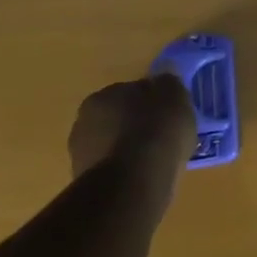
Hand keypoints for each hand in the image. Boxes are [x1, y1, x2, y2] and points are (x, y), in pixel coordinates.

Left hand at [69, 74, 196, 199]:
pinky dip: (127, 169)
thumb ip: (168, 83)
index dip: (154, 101)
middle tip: (164, 136)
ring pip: (114, 144)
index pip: (133, 91)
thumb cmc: (157, 130)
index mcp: (104, 94)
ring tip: (157, 159)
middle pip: (119, 117)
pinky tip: (146, 175)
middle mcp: (85, 119)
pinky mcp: (85, 181)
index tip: (171, 113)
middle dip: (138, 124)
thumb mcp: (175, 96)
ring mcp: (81, 152)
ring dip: (131, 148)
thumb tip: (163, 75)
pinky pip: (114, 167)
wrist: (133, 181)